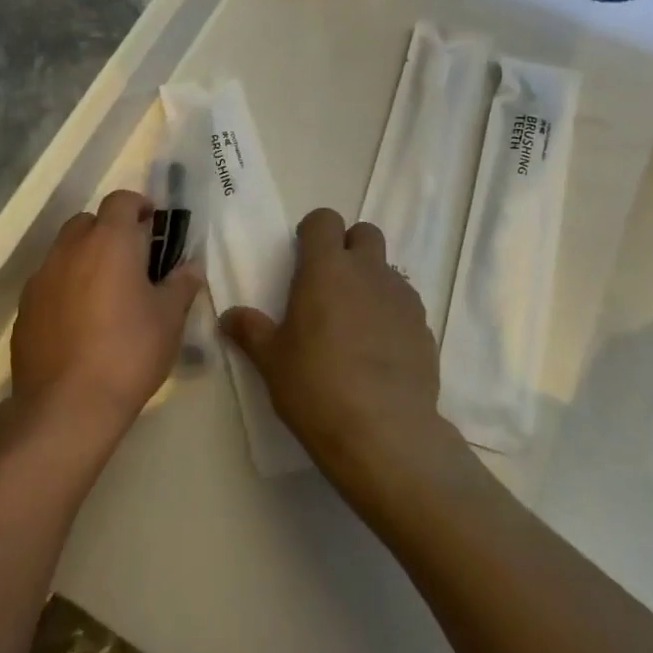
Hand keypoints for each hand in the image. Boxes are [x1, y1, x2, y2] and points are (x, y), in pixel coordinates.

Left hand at [10, 190, 202, 442]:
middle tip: (131, 261)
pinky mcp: (24, 310)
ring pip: (65, 251)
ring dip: (85, 259)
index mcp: (109, 241)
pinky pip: (48, 283)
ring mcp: (41, 278)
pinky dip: (65, 288)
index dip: (138, 205)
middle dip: (109, 231)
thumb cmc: (128, 352)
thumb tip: (190, 266)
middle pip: (88, 222)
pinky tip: (79, 322)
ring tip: (105, 293)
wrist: (66, 408)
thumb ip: (181, 284)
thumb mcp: (169, 319)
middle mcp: (70, 249)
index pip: (120, 200)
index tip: (152, 224)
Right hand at [219, 208, 458, 496]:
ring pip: (386, 270)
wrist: (384, 433)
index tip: (303, 257)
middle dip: (348, 248)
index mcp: (326, 268)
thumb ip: (250, 331)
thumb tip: (228, 317)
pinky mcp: (424, 325)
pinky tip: (379, 351)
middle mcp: (367, 271)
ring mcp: (401, 297)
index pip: (324, 220)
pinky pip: (404, 304)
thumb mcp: (272, 361)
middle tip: (330, 284)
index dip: (313, 232)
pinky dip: (391, 314)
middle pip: (364, 233)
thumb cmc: (316, 387)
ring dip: (370, 282)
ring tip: (355, 324)